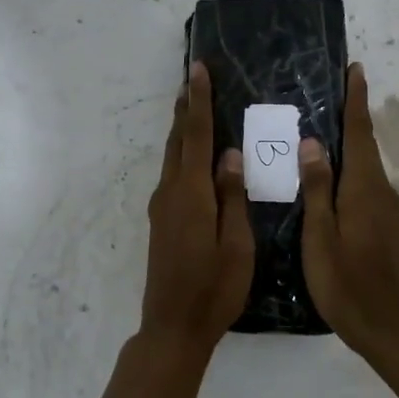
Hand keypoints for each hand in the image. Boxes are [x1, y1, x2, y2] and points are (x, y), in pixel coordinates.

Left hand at [141, 62, 253, 355]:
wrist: (173, 327)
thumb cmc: (214, 289)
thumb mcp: (237, 245)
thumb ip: (232, 197)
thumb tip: (231, 154)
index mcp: (192, 195)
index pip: (195, 137)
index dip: (198, 102)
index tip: (197, 70)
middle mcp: (171, 193)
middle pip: (177, 140)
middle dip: (185, 107)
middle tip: (193, 77)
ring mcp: (162, 207)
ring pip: (171, 156)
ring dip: (180, 128)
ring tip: (191, 105)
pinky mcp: (161, 220)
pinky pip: (172, 174)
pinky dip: (181, 153)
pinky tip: (193, 156)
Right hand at [299, 64, 398, 360]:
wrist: (388, 326)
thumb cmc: (345, 282)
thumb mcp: (321, 236)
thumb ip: (317, 188)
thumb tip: (313, 143)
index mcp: (362, 189)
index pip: (359, 133)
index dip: (356, 101)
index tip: (355, 69)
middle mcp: (381, 192)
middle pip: (365, 145)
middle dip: (351, 116)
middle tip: (330, 92)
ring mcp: (388, 210)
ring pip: (366, 166)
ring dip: (350, 143)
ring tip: (323, 128)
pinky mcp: (388, 226)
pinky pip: (367, 185)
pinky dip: (352, 169)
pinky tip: (333, 176)